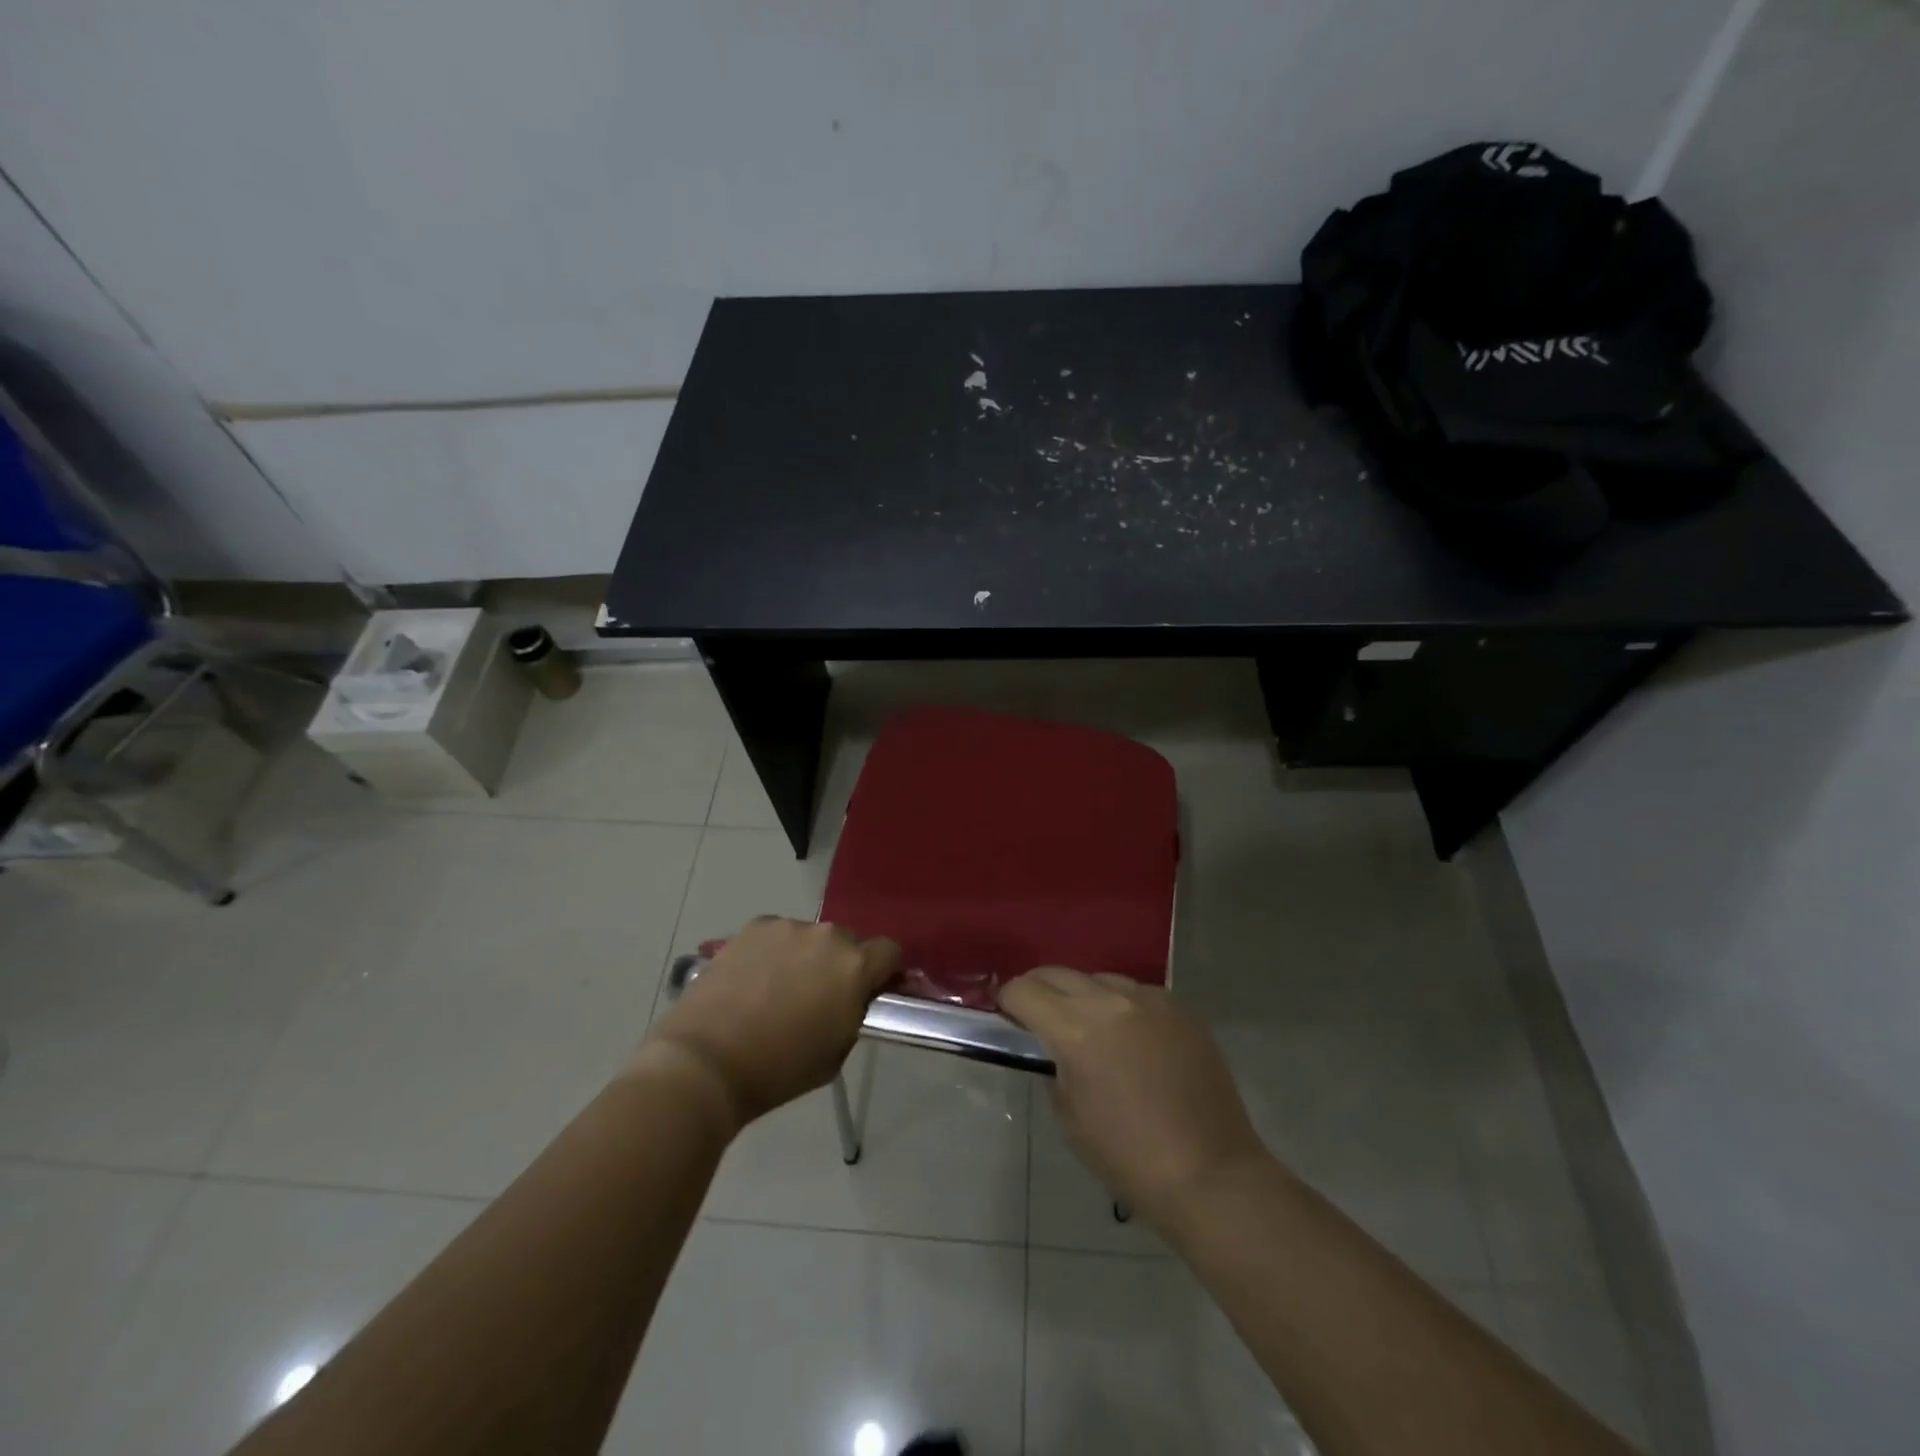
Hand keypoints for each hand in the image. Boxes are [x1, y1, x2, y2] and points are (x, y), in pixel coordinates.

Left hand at [643, 918, 902, 1129]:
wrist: (706, 1062)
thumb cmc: (779, 1069)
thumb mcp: (837, 1050)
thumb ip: (853, 1012)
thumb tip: (853, 997)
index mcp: (855, 967)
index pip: (889, 951)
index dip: (882, 970)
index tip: (868, 990)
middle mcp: (827, 936)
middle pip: (847, 942)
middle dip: (839, 964)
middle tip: (817, 995)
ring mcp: (787, 927)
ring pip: (809, 937)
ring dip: (804, 956)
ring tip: (776, 989)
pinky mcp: (753, 927)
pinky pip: (776, 935)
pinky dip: (772, 952)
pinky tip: (751, 980)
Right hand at [998, 967, 1265, 1225]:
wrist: (1209, 1173)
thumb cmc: (1128, 1156)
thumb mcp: (1069, 1115)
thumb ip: (1052, 1065)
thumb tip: (1051, 1046)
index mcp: (1076, 1029)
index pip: (1023, 990)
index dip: (1007, 1000)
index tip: (1005, 1014)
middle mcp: (1111, 1001)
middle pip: (1057, 973)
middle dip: (1038, 989)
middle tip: (1034, 1014)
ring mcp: (1151, 1000)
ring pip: (1100, 978)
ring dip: (1082, 995)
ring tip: (1087, 1026)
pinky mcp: (1181, 1008)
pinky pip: (1137, 993)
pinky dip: (1122, 1006)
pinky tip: (1130, 1037)